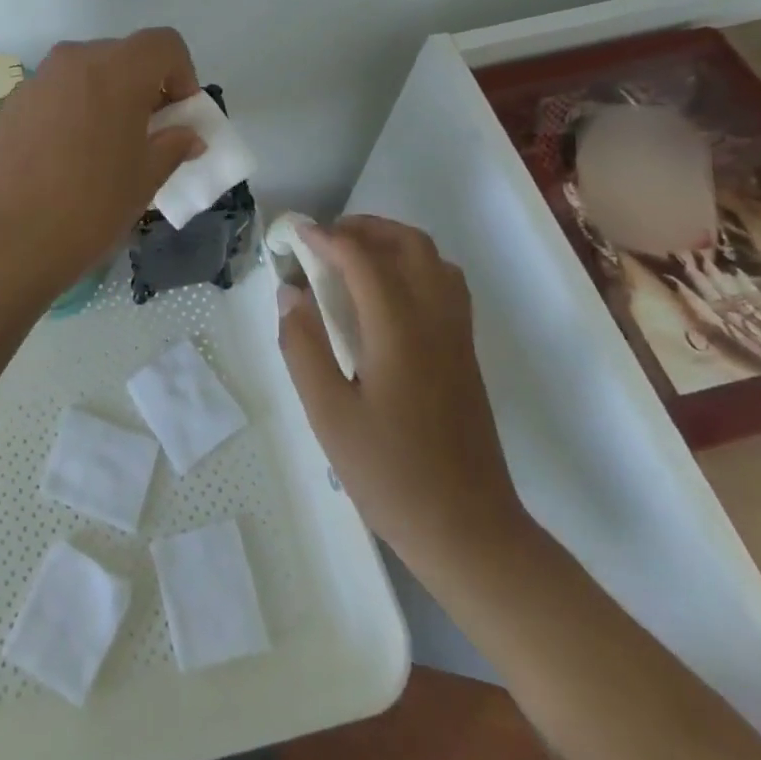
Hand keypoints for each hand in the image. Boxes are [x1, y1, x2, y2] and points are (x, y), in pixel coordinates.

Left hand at [0, 28, 204, 302]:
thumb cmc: (83, 209)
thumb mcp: (141, 182)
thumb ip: (172, 148)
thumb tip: (188, 136)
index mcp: (115, 70)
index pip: (163, 44)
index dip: (182, 75)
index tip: (179, 118)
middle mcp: (73, 62)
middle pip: (123, 56)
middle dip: (145, 89)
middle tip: (148, 138)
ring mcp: (35, 82)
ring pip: (87, 77)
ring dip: (107, 102)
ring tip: (105, 156)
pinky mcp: (8, 106)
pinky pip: (56, 97)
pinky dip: (74, 114)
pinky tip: (66, 163)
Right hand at [277, 216, 526, 577]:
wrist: (470, 531)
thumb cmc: (391, 475)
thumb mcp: (329, 416)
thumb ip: (304, 347)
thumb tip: (290, 294)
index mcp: (399, 332)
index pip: (363, 260)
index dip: (327, 238)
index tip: (297, 235)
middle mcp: (435, 320)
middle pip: (408, 244)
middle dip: (364, 228)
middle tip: (325, 240)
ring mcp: (457, 335)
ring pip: (433, 258)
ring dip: (392, 242)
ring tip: (353, 257)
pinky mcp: (466, 352)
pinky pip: (445, 283)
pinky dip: (415, 265)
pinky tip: (387, 294)